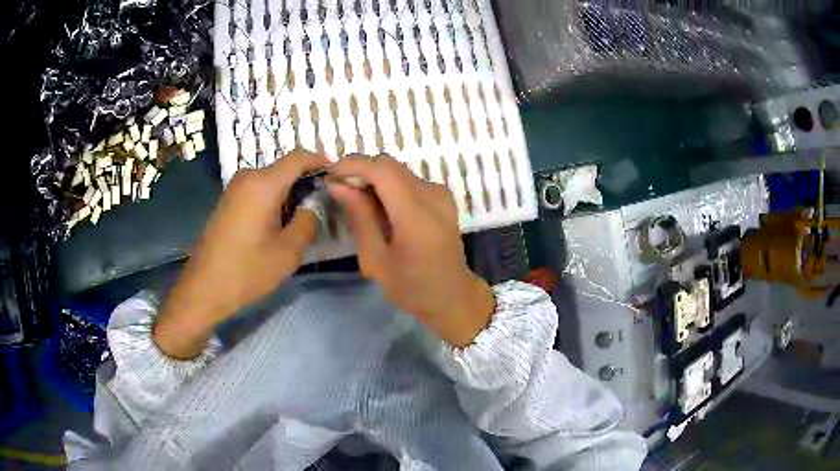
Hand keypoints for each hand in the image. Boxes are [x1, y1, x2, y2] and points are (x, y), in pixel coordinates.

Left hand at [154, 151, 326, 358]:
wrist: (204, 288)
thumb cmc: (247, 271)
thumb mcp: (288, 252)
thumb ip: (308, 222)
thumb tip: (314, 205)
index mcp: (263, 184)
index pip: (298, 157)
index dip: (321, 160)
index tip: (338, 174)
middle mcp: (247, 177)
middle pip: (284, 168)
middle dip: (306, 180)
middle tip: (325, 202)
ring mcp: (235, 188)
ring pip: (271, 179)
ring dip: (290, 191)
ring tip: (305, 215)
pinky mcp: (228, 200)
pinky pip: (258, 189)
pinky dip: (274, 198)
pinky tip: (281, 221)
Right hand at [328, 154, 494, 346]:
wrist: (453, 296)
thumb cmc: (412, 287)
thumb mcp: (375, 259)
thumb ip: (359, 217)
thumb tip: (338, 184)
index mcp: (416, 215)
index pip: (382, 170)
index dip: (353, 165)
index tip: (330, 175)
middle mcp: (432, 196)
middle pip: (390, 165)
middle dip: (361, 171)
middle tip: (340, 190)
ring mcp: (441, 194)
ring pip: (398, 171)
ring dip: (374, 179)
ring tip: (357, 202)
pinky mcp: (443, 197)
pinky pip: (409, 180)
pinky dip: (389, 187)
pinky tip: (380, 209)